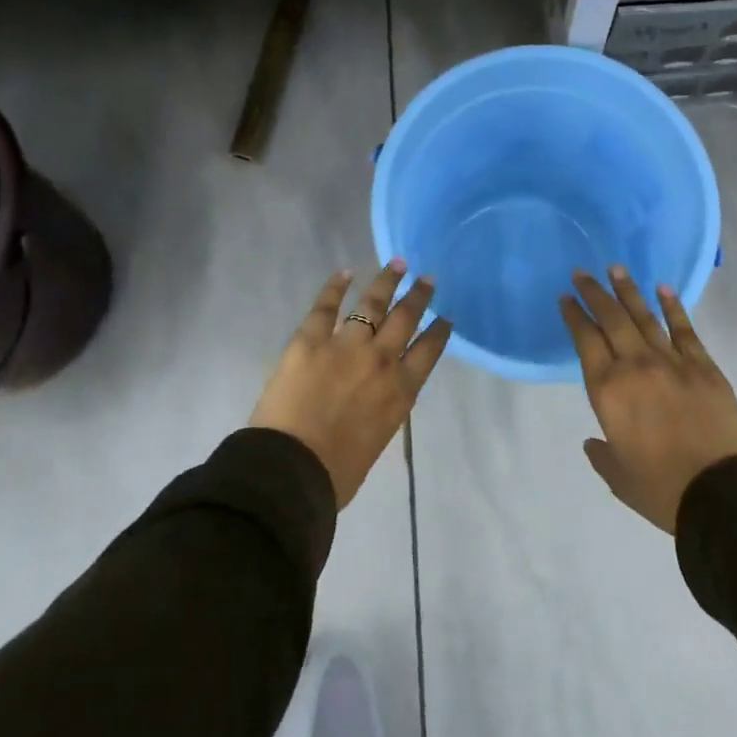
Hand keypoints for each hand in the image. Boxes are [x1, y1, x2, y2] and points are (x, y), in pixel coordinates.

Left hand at [251, 261, 451, 507]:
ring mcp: (346, 345)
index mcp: (401, 390)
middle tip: (427, 279)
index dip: (439, 331)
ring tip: (397, 264)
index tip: (446, 317)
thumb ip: (385, 408)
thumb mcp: (379, 439)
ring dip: (387, 281)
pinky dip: (336, 286)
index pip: (429, 351)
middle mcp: (381, 359)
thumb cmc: (336, 472)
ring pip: (373, 303)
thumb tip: (379, 393)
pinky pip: (326, 306)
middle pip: (406, 318)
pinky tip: (345, 272)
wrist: (291, 469)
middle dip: (419, 297)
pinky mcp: (311, 339)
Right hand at [560, 267, 736, 533]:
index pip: (585, 341)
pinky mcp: (703, 366)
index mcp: (608, 391)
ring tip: (615, 269)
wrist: (722, 494)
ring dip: (628, 291)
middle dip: (594, 293)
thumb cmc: (662, 490)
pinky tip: (663, 289)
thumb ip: (602, 455)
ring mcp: (672, 362)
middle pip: (611, 319)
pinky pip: (684, 329)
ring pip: (644, 317)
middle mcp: (635, 366)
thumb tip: (594, 441)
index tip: (566, 298)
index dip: (574, 316)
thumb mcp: (619, 478)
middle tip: (582, 273)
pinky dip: (672, 307)